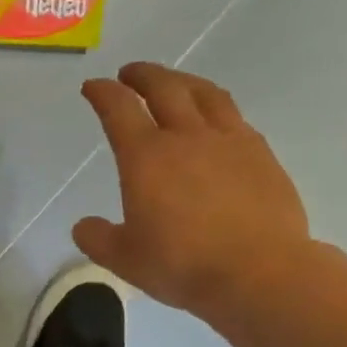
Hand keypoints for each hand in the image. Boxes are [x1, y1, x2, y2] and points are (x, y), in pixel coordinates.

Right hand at [74, 64, 312, 323]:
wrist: (259, 273)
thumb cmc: (183, 264)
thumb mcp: (125, 259)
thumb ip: (98, 238)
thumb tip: (84, 226)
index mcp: (146, 156)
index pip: (118, 108)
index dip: (102, 92)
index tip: (93, 87)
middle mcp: (186, 136)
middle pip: (164, 87)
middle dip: (142, 75)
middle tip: (130, 74)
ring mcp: (229, 141)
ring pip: (205, 94)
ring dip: (183, 81)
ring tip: (175, 83)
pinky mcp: (261, 154)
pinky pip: (235, 118)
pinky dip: (216, 109)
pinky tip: (216, 121)